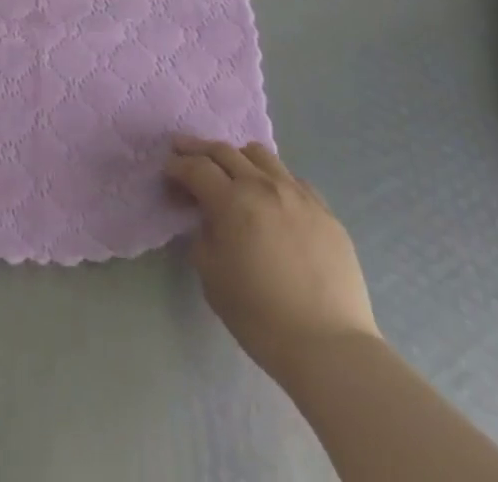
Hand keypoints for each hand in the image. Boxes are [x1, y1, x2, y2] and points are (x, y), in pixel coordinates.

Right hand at [165, 136, 378, 368]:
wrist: (329, 348)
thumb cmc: (260, 317)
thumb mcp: (212, 277)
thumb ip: (204, 235)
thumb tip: (209, 219)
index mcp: (232, 201)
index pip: (196, 168)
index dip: (177, 166)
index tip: (167, 172)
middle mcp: (264, 186)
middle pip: (224, 151)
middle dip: (198, 150)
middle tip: (183, 152)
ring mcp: (298, 195)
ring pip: (260, 155)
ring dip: (237, 157)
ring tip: (231, 171)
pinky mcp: (325, 211)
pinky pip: (292, 179)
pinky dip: (273, 179)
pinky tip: (271, 198)